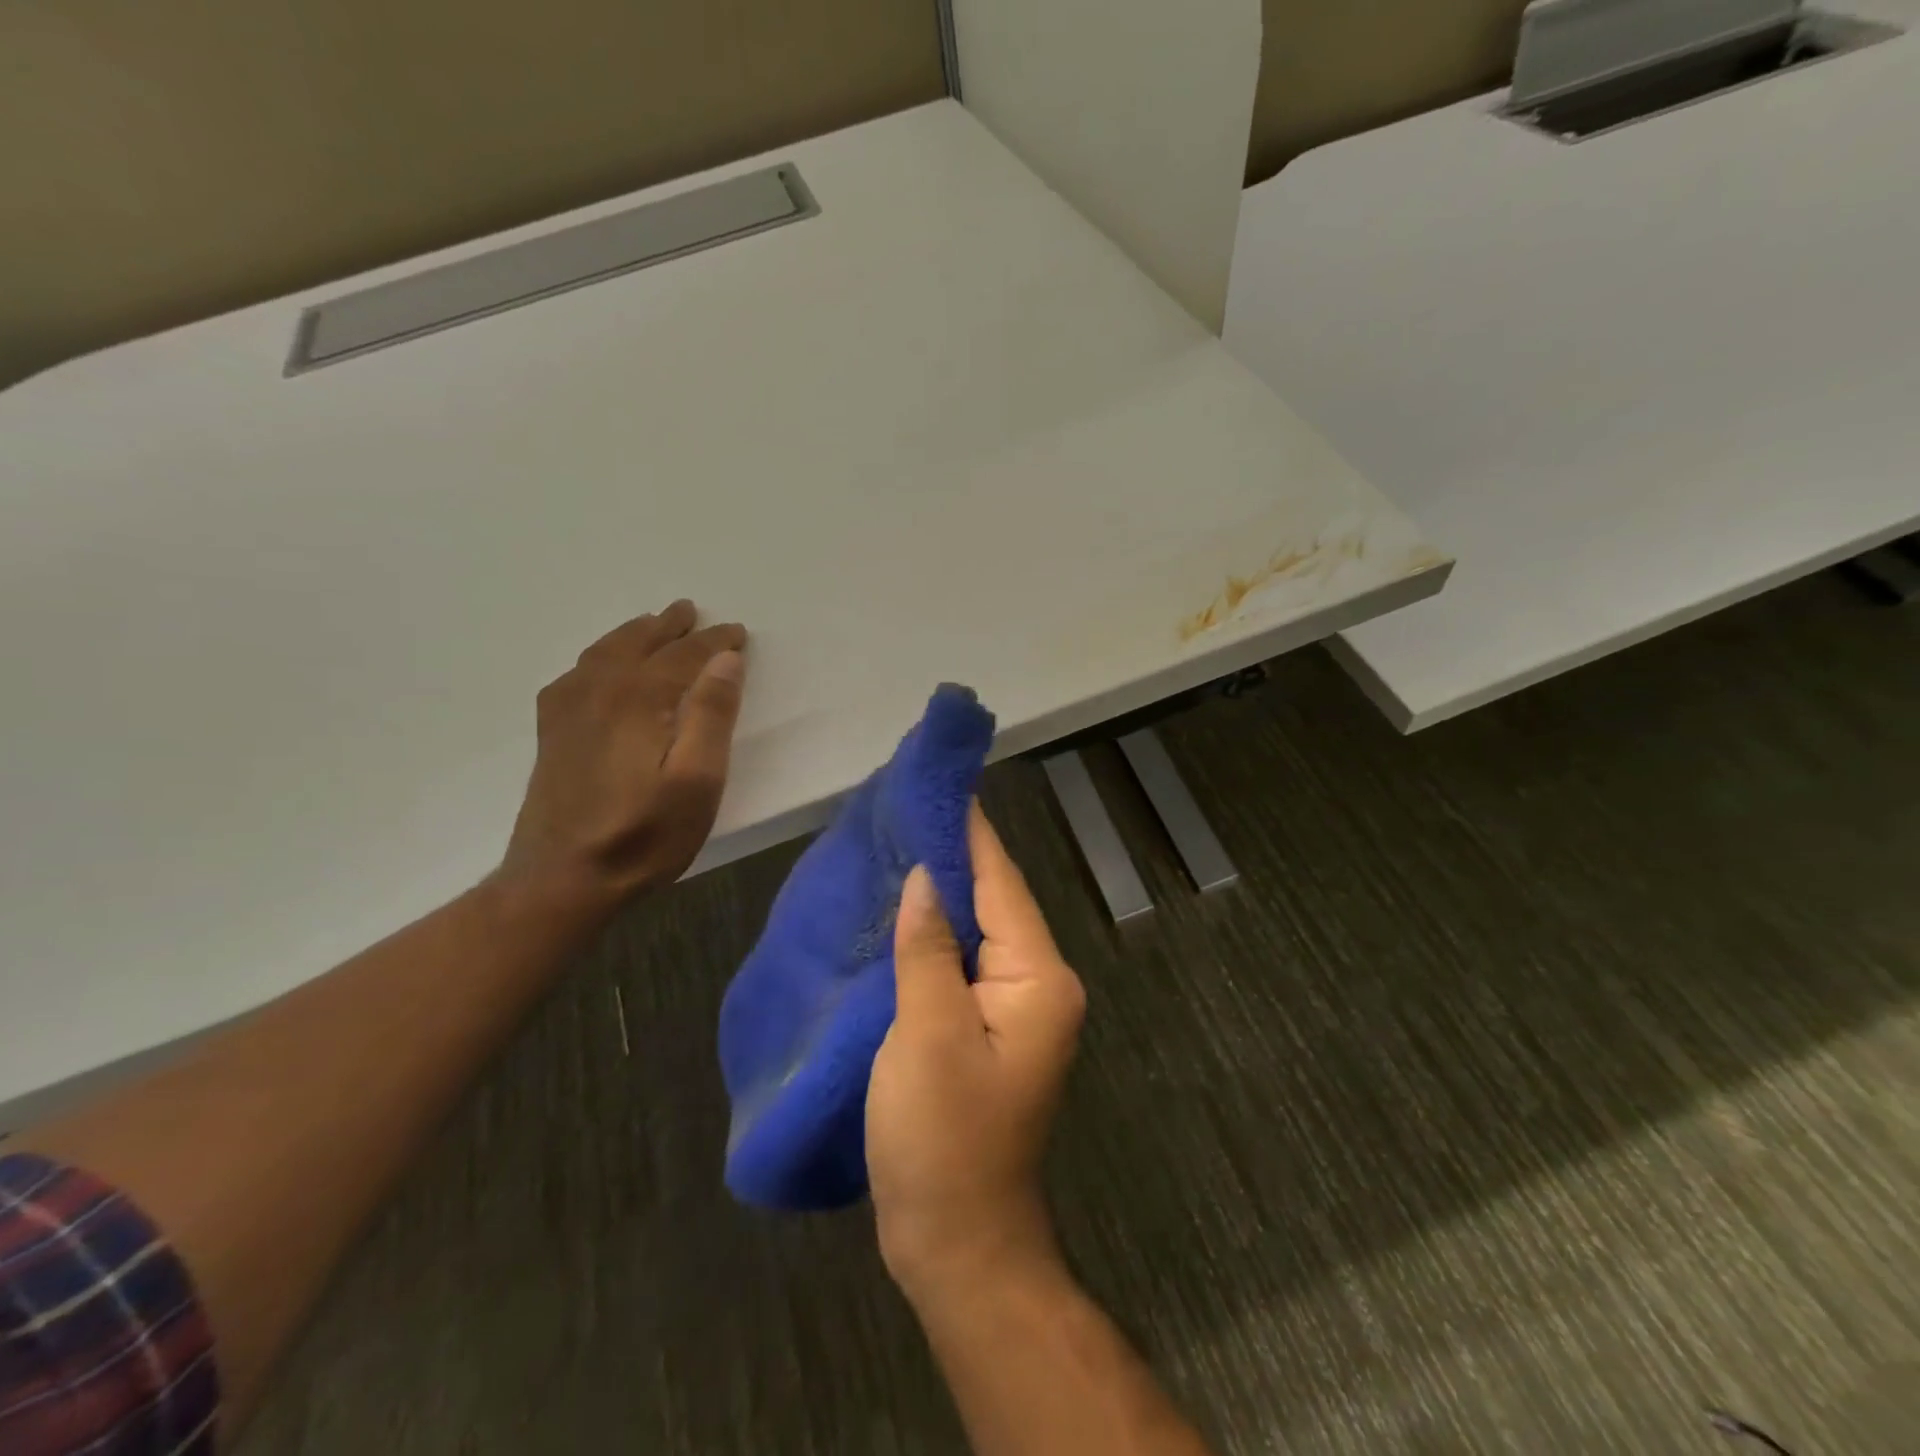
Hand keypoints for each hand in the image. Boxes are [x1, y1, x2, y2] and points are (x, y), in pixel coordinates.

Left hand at [499, 600, 746, 911]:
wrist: (561, 880)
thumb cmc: (644, 834)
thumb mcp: (697, 781)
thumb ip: (712, 716)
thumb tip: (726, 660)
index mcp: (638, 699)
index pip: (682, 655)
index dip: (713, 641)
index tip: (737, 632)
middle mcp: (598, 692)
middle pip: (638, 644)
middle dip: (668, 626)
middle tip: (691, 610)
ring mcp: (568, 711)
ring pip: (603, 654)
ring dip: (633, 634)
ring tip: (652, 625)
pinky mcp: (553, 734)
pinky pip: (577, 674)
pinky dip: (598, 657)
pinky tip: (601, 667)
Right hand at [867, 804, 1086, 1304]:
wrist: (957, 1244)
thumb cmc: (944, 1140)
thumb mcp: (929, 1034)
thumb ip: (929, 948)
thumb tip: (924, 877)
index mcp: (1037, 978)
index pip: (1002, 883)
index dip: (971, 832)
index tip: (942, 783)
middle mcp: (1037, 984)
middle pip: (995, 902)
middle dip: (954, 856)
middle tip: (908, 808)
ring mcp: (1013, 1009)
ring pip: (977, 931)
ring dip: (942, 893)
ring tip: (899, 845)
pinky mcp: (987, 1029)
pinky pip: (963, 963)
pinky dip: (935, 935)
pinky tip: (903, 914)